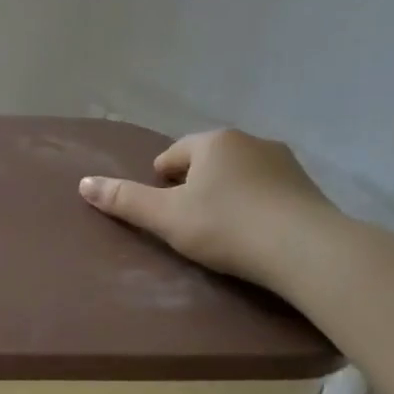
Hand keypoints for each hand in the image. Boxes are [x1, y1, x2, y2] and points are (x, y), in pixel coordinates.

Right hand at [78, 129, 338, 288]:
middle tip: (189, 224)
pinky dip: (255, 207)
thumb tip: (83, 183)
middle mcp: (250, 141)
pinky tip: (254, 235)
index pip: (172, 156)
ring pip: (239, 176)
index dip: (160, 184)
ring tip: (222, 232)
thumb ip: (124, 200)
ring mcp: (285, 163)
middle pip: (206, 163)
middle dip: (194, 187)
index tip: (164, 213)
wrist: (308, 251)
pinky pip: (267, 192)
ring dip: (226, 196)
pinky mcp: (310, 189)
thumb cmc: (227, 227)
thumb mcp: (165, 217)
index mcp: (213, 142)